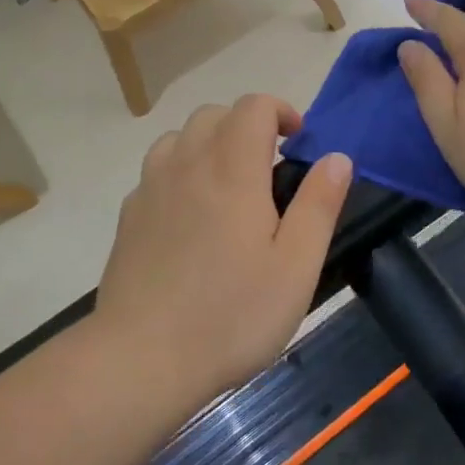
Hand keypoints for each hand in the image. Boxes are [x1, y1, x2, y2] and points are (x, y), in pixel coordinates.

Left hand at [94, 95, 352, 401]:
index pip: (253, 106)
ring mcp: (151, 189)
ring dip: (210, 144)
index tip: (298, 141)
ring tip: (229, 185)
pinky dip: (180, 172)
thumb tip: (336, 157)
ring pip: (179, 138)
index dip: (280, 110)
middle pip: (214, 114)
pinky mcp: (129, 216)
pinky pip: (157, 171)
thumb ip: (319, 205)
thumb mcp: (296, 267)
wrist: (141, 359)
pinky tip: (190, 217)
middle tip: (269, 167)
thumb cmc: (231, 315)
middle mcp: (187, 165)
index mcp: (232, 170)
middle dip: (247, 125)